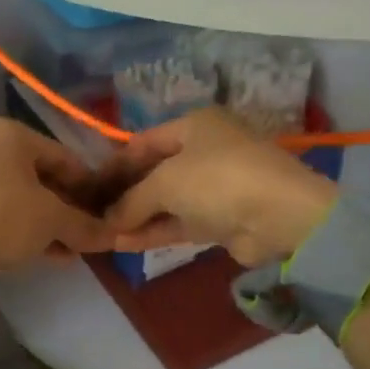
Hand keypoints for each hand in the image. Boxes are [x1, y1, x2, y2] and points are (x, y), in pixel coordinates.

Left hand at [0, 117, 113, 285]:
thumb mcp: (50, 220)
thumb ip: (84, 225)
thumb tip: (115, 236)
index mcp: (12, 134)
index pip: (67, 158)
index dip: (92, 189)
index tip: (108, 216)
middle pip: (43, 178)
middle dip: (69, 210)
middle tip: (90, 238)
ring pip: (22, 198)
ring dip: (48, 224)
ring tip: (71, 252)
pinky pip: (1, 214)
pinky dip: (23, 230)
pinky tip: (44, 255)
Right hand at [101, 108, 336, 266]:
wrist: (280, 216)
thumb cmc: (217, 179)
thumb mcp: (166, 182)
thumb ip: (132, 199)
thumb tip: (108, 220)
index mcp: (195, 125)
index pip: (145, 141)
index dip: (116, 163)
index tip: (89, 185)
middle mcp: (205, 150)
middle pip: (155, 171)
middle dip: (126, 193)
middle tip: (93, 212)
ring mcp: (215, 186)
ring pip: (168, 200)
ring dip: (138, 216)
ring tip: (103, 233)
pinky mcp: (222, 219)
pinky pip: (181, 222)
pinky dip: (155, 231)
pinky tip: (124, 243)